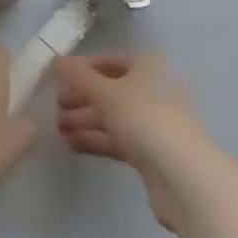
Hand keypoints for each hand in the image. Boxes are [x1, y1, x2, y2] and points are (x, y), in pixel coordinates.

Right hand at [53, 53, 206, 233]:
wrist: (183, 177)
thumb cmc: (144, 119)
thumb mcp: (106, 93)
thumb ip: (78, 77)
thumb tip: (55, 60)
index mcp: (148, 65)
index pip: (108, 61)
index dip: (81, 69)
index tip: (55, 79)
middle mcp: (153, 88)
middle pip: (109, 89)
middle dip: (81, 98)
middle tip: (53, 108)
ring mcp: (153, 121)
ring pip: (113, 116)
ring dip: (85, 121)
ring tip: (57, 129)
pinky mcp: (151, 152)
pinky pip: (118, 139)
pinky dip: (96, 139)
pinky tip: (72, 144)